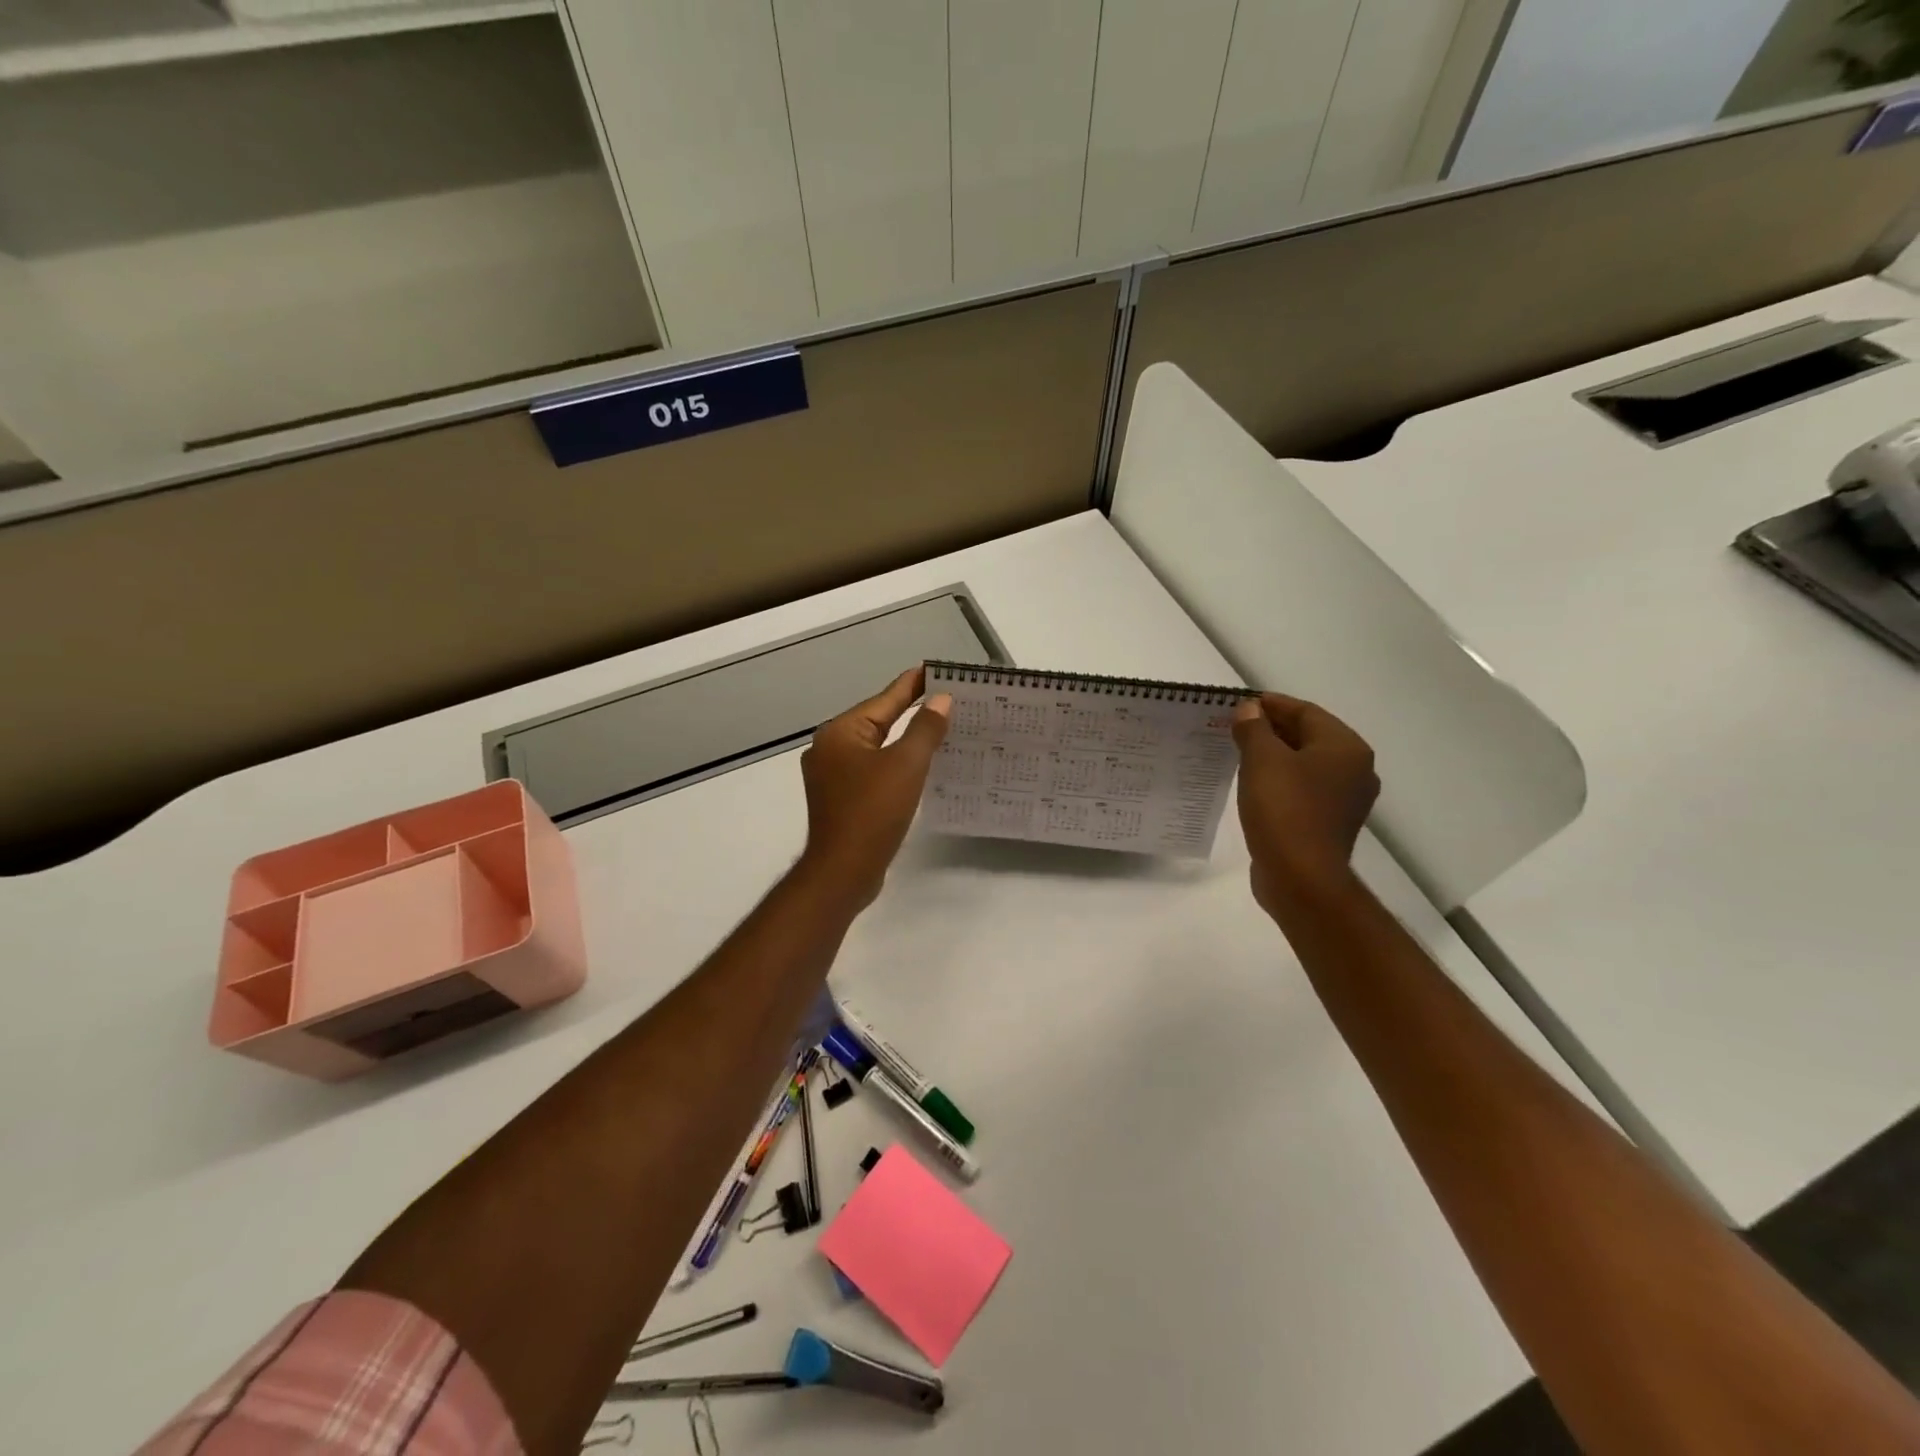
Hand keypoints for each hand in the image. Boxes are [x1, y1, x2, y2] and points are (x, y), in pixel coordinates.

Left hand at [798, 667, 951, 907]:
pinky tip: (916, 768)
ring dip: (905, 740)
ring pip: (875, 747)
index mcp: (841, 732)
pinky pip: (872, 769)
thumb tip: (941, 699)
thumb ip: (925, 728)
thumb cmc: (873, 812)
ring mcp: (831, 775)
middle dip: (911, 711)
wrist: (843, 871)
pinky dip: (894, 764)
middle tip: (947, 700)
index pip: (884, 699)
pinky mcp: (839, 798)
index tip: (936, 670)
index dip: (913, 684)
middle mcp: (830, 747)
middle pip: (877, 720)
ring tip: (939, 730)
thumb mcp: (906, 765)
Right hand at [1232, 693, 1378, 915]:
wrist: (1300, 878)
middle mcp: (1355, 770)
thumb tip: (1249, 710)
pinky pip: (1303, 791)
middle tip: (1235, 727)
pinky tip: (1254, 786)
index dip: (1272, 705)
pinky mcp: (1329, 825)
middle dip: (1272, 729)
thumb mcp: (1262, 760)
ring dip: (1275, 756)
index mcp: (1346, 748)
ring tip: (1239, 754)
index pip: (1306, 712)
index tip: (1240, 704)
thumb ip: (1254, 728)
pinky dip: (1280, 782)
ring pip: (1305, 765)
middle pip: (1309, 737)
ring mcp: (1345, 801)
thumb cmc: (1284, 810)